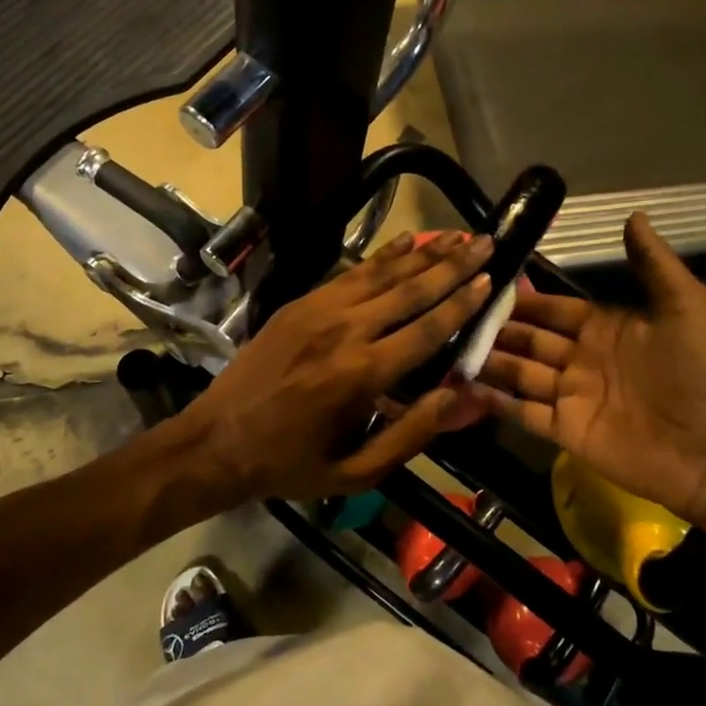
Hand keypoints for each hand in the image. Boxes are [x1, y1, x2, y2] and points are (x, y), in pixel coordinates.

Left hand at [181, 232, 493, 501]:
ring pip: (381, 274)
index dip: (461, 303)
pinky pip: (350, 273)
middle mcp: (343, 331)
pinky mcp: (299, 303)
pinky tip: (405, 242)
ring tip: (457, 234)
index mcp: (361, 374)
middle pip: (410, 290)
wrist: (215, 441)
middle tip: (487, 243)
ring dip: (423, 253)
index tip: (490, 279)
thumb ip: (411, 434)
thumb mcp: (355, 471)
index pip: (425, 329)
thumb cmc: (290, 464)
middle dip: (453, 265)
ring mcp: (317, 311)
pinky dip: (382, 256)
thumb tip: (461, 397)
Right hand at [474, 213, 705, 523]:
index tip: (488, 284)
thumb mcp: (687, 306)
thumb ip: (654, 264)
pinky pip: (524, 412)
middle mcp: (581, 359)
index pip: (553, 309)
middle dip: (497, 329)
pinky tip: (466, 387)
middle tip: (457, 315)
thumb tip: (634, 215)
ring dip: (490, 361)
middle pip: (529, 339)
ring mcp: (571, 396)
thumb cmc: (703, 374)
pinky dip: (496, 401)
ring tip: (451, 347)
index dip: (525, 299)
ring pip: (519, 373)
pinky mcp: (566, 431)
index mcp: (605, 328)